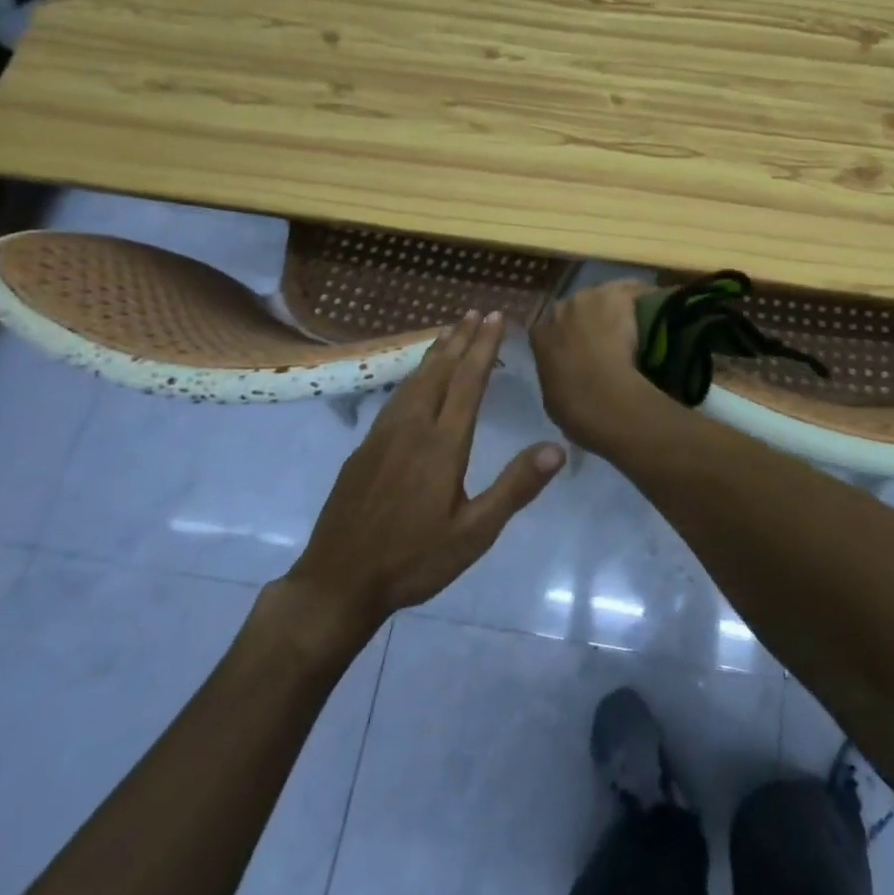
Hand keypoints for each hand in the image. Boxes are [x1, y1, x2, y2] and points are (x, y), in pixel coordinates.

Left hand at [287, 312, 564, 632]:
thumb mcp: (474, 532)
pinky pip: (395, 397)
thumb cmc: (413, 559)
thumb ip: (515, 487)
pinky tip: (415, 381)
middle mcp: (412, 428)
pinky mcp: (364, 449)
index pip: (468, 381)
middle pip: (439, 371)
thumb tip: (557, 448)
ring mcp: (382, 436)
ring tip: (449, 332)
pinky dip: (413, 375)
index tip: (496, 317)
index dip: (483, 346)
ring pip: (413, 381)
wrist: (337, 582)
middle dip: (460, 339)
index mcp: (442, 443)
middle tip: (475, 312)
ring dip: (435, 352)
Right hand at [528, 279, 660, 455]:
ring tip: (636, 322)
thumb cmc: (575, 407)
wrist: (603, 397)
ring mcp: (589, 298)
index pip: (550, 327)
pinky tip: (656, 309)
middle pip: (577, 306)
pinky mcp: (618, 294)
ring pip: (605, 294)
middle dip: (590, 317)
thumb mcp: (553, 396)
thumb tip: (567, 376)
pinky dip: (643, 297)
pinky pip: (633, 290)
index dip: (567, 335)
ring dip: (616, 306)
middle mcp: (561, 309)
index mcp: (540, 335)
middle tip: (610, 335)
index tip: (581, 347)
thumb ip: (556, 377)